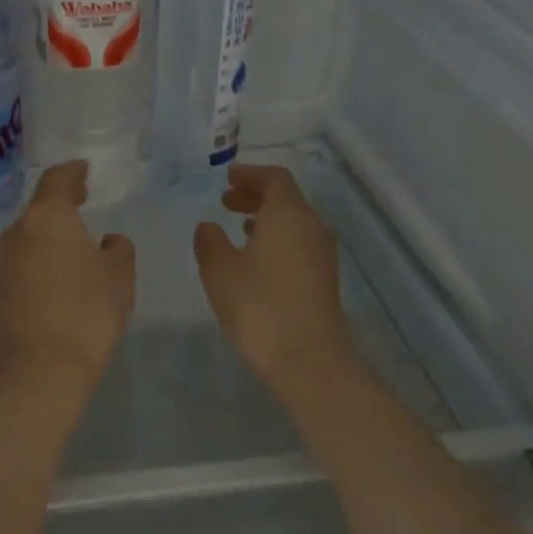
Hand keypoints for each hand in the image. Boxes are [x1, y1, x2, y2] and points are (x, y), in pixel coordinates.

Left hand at [0, 161, 135, 389]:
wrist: (44, 364)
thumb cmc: (88, 309)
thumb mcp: (119, 274)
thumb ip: (118, 248)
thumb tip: (106, 242)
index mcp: (47, 216)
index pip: (57, 179)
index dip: (72, 172)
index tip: (84, 169)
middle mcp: (20, 231)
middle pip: (40, 204)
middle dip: (61, 199)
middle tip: (83, 196)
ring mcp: (7, 259)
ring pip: (31, 231)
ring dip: (52, 227)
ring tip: (76, 232)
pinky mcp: (4, 285)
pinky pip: (27, 254)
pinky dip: (45, 249)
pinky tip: (63, 262)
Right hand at [193, 164, 357, 391]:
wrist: (308, 358)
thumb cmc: (259, 306)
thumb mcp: (220, 270)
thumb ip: (210, 242)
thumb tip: (209, 227)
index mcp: (288, 214)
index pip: (274, 178)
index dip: (250, 174)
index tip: (226, 179)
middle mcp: (311, 226)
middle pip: (286, 198)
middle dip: (255, 195)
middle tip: (225, 201)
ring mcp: (322, 253)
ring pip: (294, 221)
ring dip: (266, 218)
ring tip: (237, 227)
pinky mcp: (324, 278)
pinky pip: (298, 242)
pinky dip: (276, 238)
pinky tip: (256, 259)